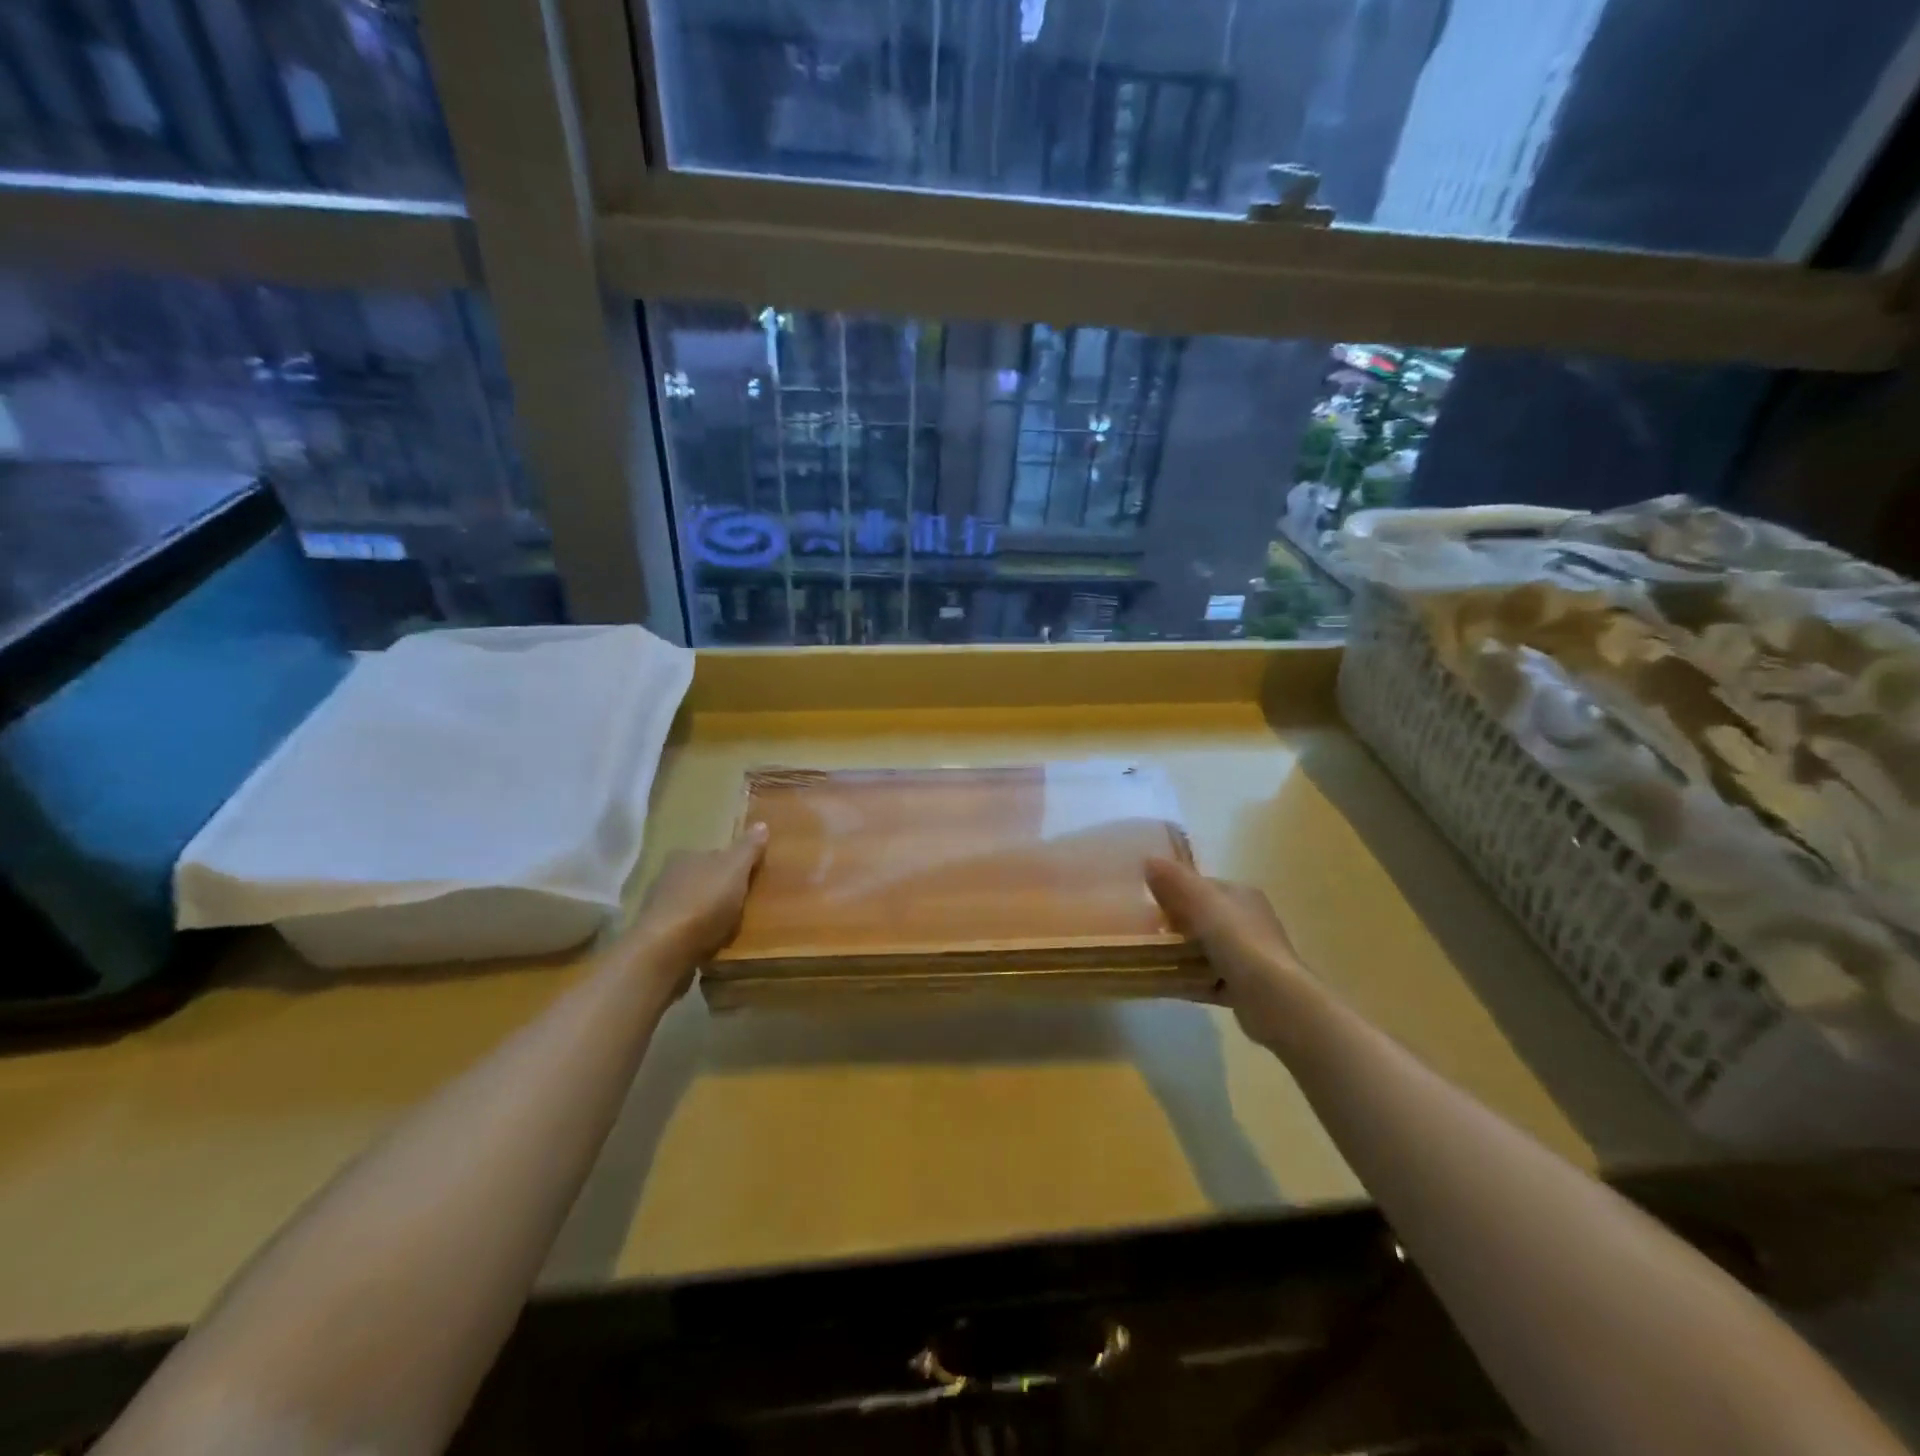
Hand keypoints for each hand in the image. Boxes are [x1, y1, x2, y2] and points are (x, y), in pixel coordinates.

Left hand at [621, 823, 768, 991]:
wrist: (665, 950)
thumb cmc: (704, 903)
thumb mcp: (735, 870)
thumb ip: (748, 849)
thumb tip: (761, 824)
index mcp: (685, 856)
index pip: (714, 854)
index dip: (733, 865)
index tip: (749, 880)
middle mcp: (667, 876)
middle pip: (703, 879)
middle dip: (719, 890)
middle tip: (742, 905)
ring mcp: (659, 907)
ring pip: (693, 905)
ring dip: (707, 914)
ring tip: (729, 928)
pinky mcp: (656, 936)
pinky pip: (685, 930)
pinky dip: (697, 934)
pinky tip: (710, 944)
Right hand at [1147, 858, 1307, 1051]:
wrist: (1274, 999)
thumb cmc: (1238, 941)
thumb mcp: (1202, 902)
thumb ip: (1176, 880)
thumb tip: (1148, 859)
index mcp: (1242, 896)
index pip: (1203, 886)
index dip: (1175, 890)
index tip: (1148, 901)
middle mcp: (1249, 922)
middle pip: (1203, 919)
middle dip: (1176, 925)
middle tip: (1146, 931)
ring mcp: (1249, 957)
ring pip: (1205, 950)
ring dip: (1180, 954)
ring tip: (1150, 956)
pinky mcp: (1245, 989)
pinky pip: (1208, 979)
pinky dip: (1188, 980)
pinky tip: (1166, 983)